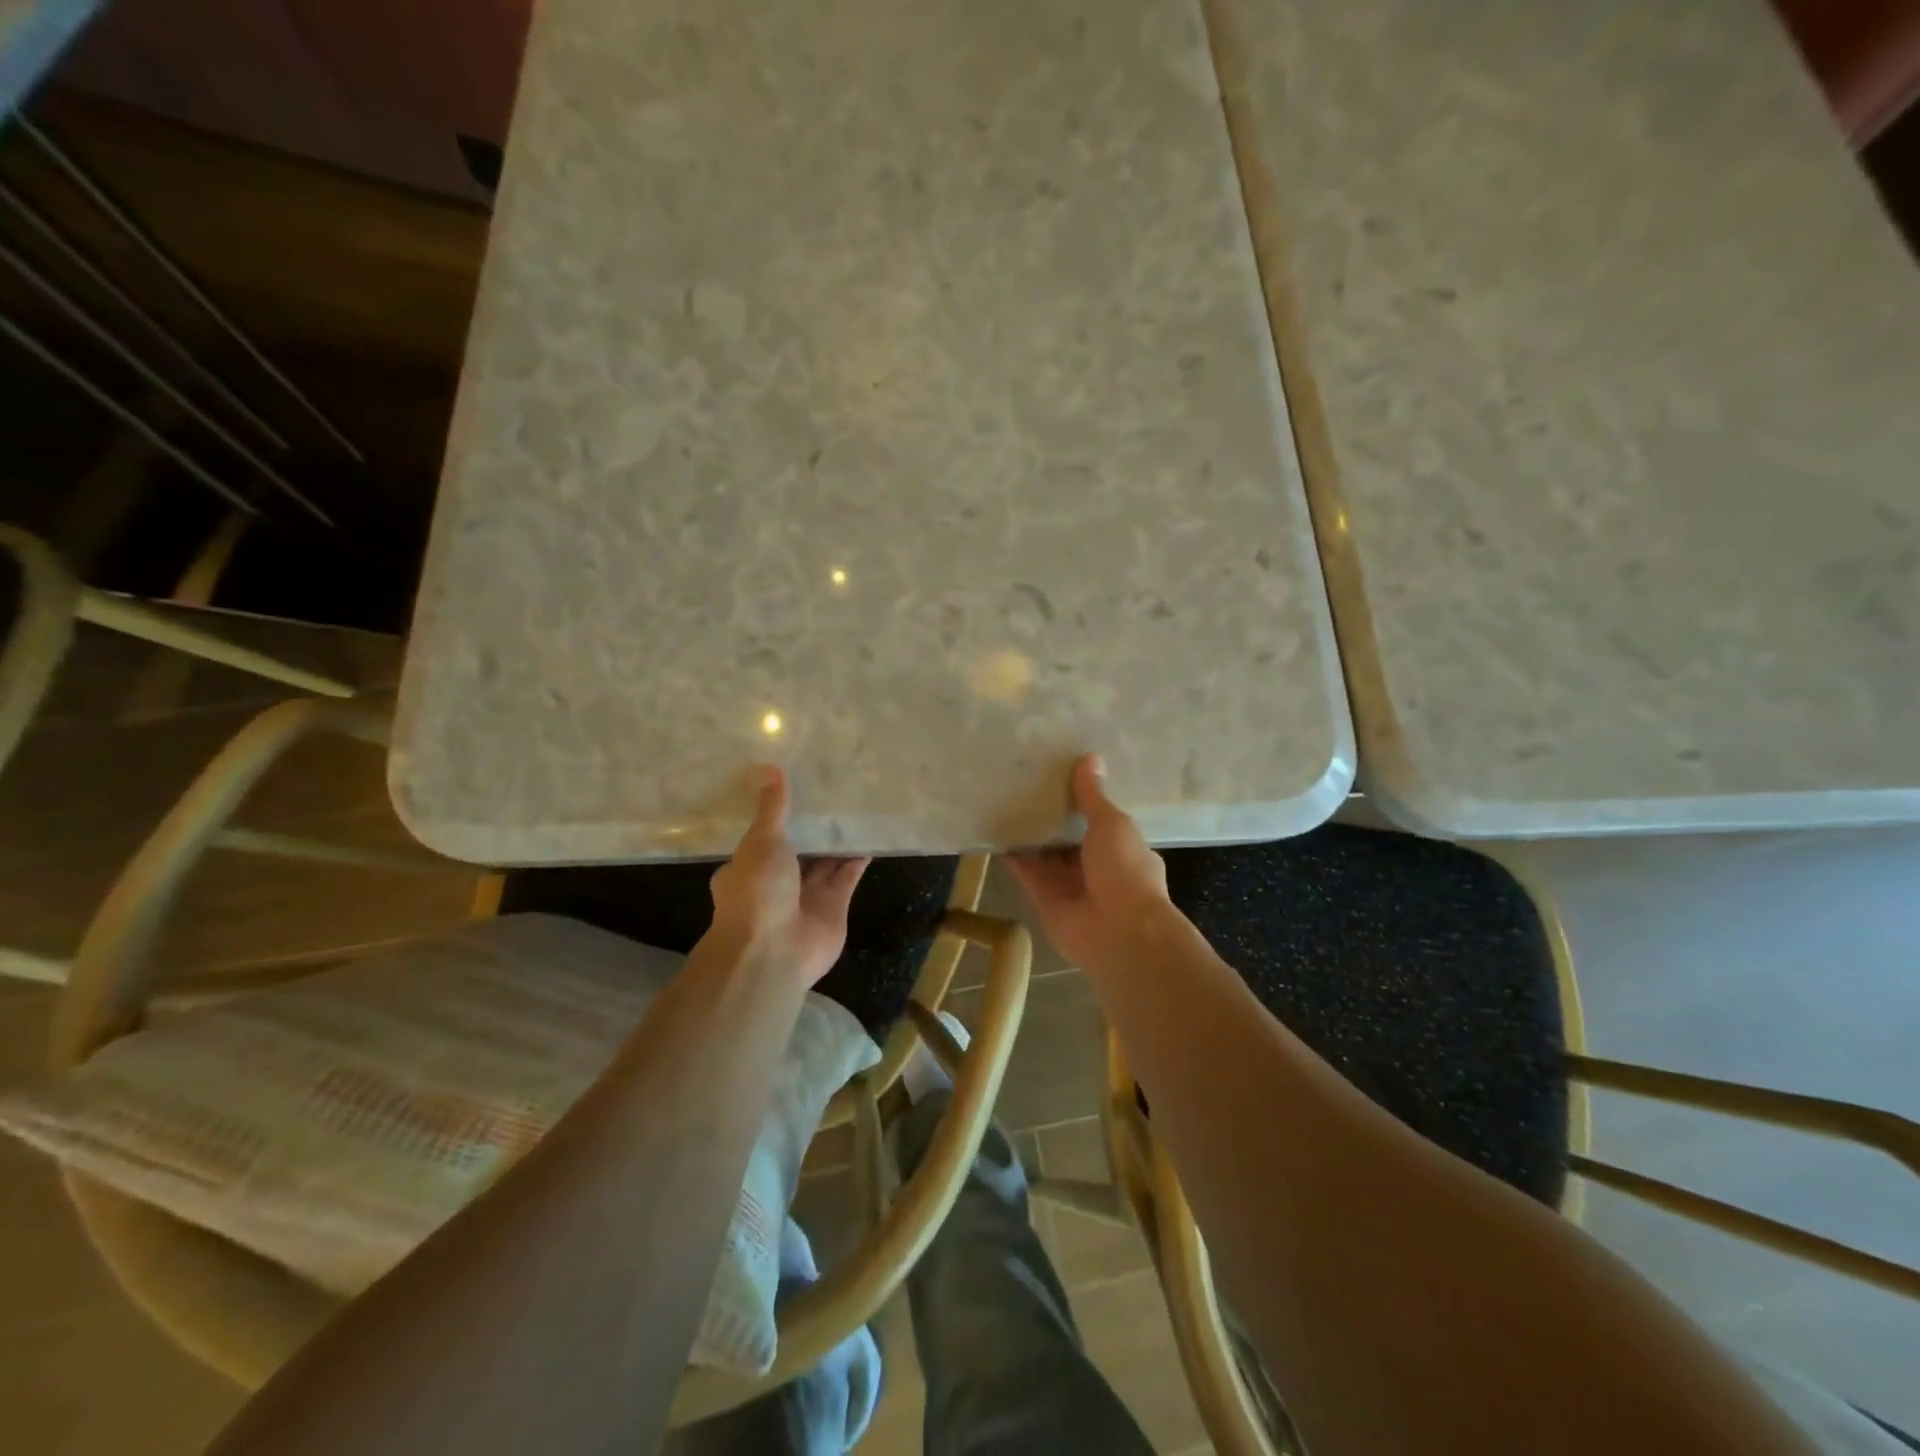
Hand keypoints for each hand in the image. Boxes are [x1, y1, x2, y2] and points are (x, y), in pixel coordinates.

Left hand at [707, 767, 869, 985]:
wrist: (773, 950)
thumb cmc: (756, 890)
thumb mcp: (760, 840)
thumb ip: (771, 808)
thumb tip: (769, 767)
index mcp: (747, 869)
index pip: (762, 840)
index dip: (778, 820)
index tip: (796, 794)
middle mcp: (776, 884)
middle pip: (797, 852)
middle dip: (812, 831)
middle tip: (832, 797)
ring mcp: (805, 898)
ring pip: (824, 865)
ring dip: (837, 844)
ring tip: (855, 812)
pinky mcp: (834, 908)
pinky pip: (847, 878)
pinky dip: (857, 861)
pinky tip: (870, 838)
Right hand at [1009, 755, 1171, 969]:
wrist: (1119, 932)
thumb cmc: (1125, 870)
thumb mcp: (1112, 824)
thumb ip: (1094, 796)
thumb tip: (1090, 758)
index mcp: (1124, 849)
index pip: (1102, 822)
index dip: (1084, 803)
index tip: (1064, 778)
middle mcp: (1098, 868)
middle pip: (1070, 839)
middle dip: (1054, 818)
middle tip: (1027, 785)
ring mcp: (1071, 886)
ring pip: (1046, 856)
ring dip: (1031, 836)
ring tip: (1006, 801)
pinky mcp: (1046, 900)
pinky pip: (1027, 873)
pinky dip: (1013, 856)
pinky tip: (996, 832)